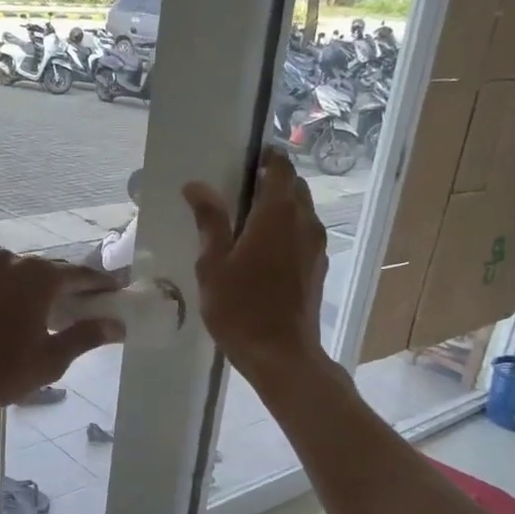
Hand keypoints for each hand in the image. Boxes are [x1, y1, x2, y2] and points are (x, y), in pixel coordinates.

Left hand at [0, 251, 123, 418]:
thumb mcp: (51, 359)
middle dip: (66, 284)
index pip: (79, 274)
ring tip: (45, 303)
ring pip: (17, 270)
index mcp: (37, 276)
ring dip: (33, 283)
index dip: (99, 283)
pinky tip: (7, 299)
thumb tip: (116, 325)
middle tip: (83, 301)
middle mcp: (10, 261)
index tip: (114, 290)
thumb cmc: (3, 371)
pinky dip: (4, 283)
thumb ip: (86, 336)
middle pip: (48, 269)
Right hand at [182, 150, 329, 382]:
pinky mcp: (317, 268)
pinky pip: (304, 235)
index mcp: (277, 214)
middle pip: (294, 187)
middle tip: (241, 192)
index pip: (280, 168)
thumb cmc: (240, 308)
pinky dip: (287, 231)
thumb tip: (197, 185)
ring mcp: (316, 247)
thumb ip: (209, 221)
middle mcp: (304, 222)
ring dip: (281, 208)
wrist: (281, 355)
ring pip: (302, 212)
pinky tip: (264, 251)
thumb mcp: (214, 264)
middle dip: (272, 182)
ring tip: (249, 223)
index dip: (267, 158)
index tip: (246, 161)